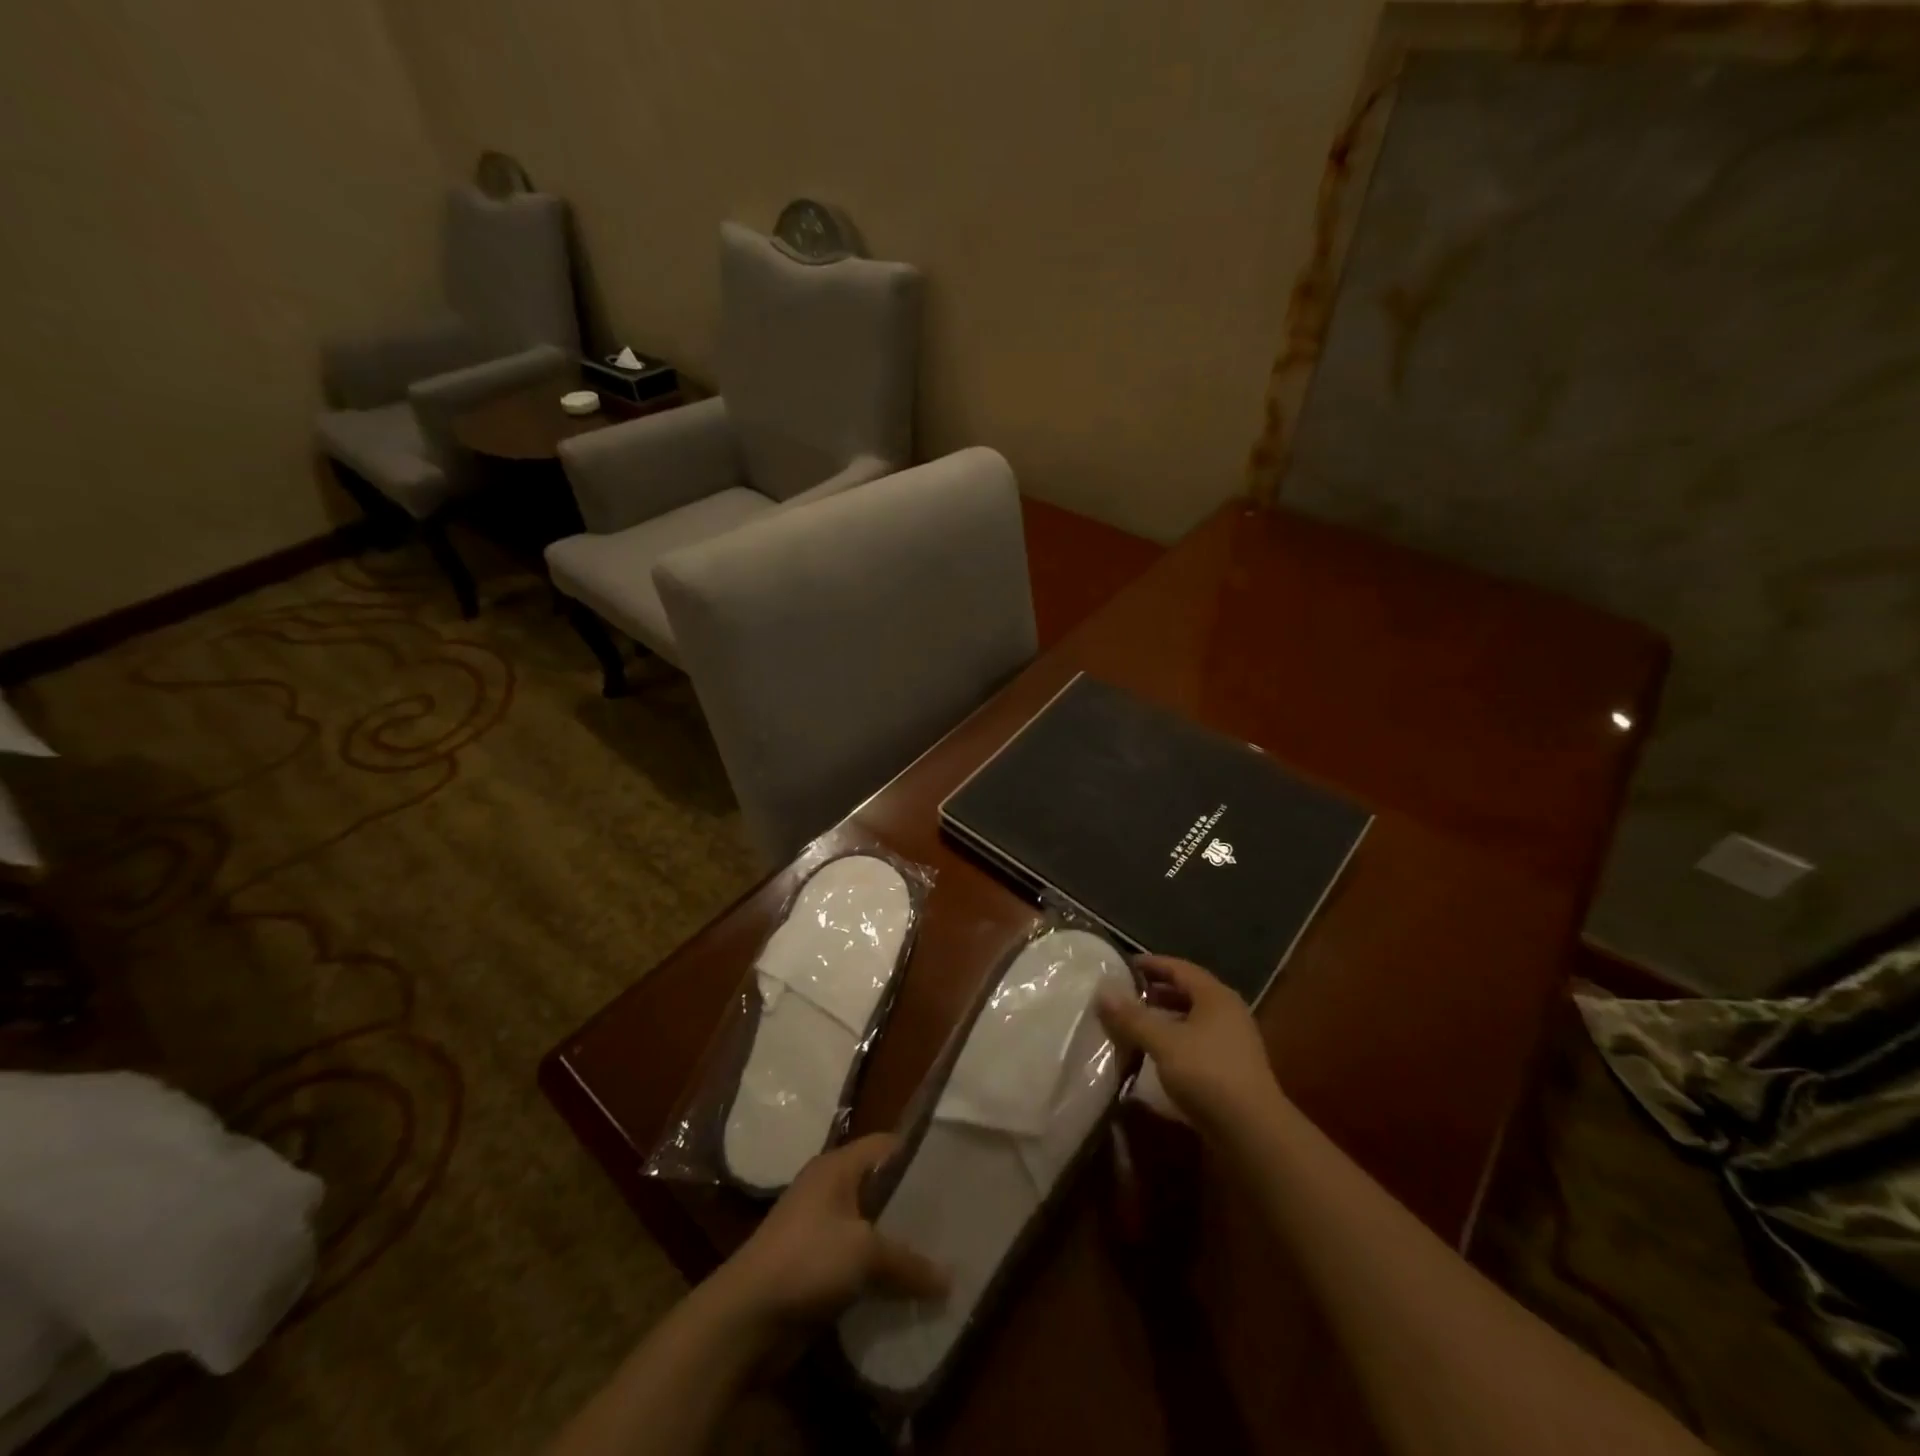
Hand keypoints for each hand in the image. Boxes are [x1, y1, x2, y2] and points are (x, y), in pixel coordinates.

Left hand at [715, 1133, 946, 1329]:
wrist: (744, 1320)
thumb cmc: (806, 1261)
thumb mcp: (865, 1253)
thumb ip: (909, 1262)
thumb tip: (950, 1280)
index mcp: (836, 1167)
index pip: (886, 1146)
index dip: (918, 1155)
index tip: (955, 1172)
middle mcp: (829, 1190)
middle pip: (880, 1188)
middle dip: (913, 1206)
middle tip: (955, 1219)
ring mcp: (820, 1230)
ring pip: (871, 1229)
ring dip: (898, 1245)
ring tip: (941, 1256)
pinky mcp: (816, 1268)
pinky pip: (858, 1263)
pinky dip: (880, 1274)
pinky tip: (909, 1290)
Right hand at [1096, 956, 1286, 1143]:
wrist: (1253, 1132)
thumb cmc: (1207, 1074)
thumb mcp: (1163, 1042)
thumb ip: (1132, 1017)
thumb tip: (1102, 991)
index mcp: (1215, 997)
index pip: (1180, 968)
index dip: (1152, 964)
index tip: (1124, 965)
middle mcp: (1228, 1013)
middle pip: (1188, 992)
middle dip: (1157, 992)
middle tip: (1126, 994)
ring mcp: (1233, 1042)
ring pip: (1192, 1019)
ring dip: (1165, 1018)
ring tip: (1135, 1023)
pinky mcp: (1231, 1069)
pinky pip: (1197, 1042)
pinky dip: (1174, 1040)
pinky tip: (1156, 1053)